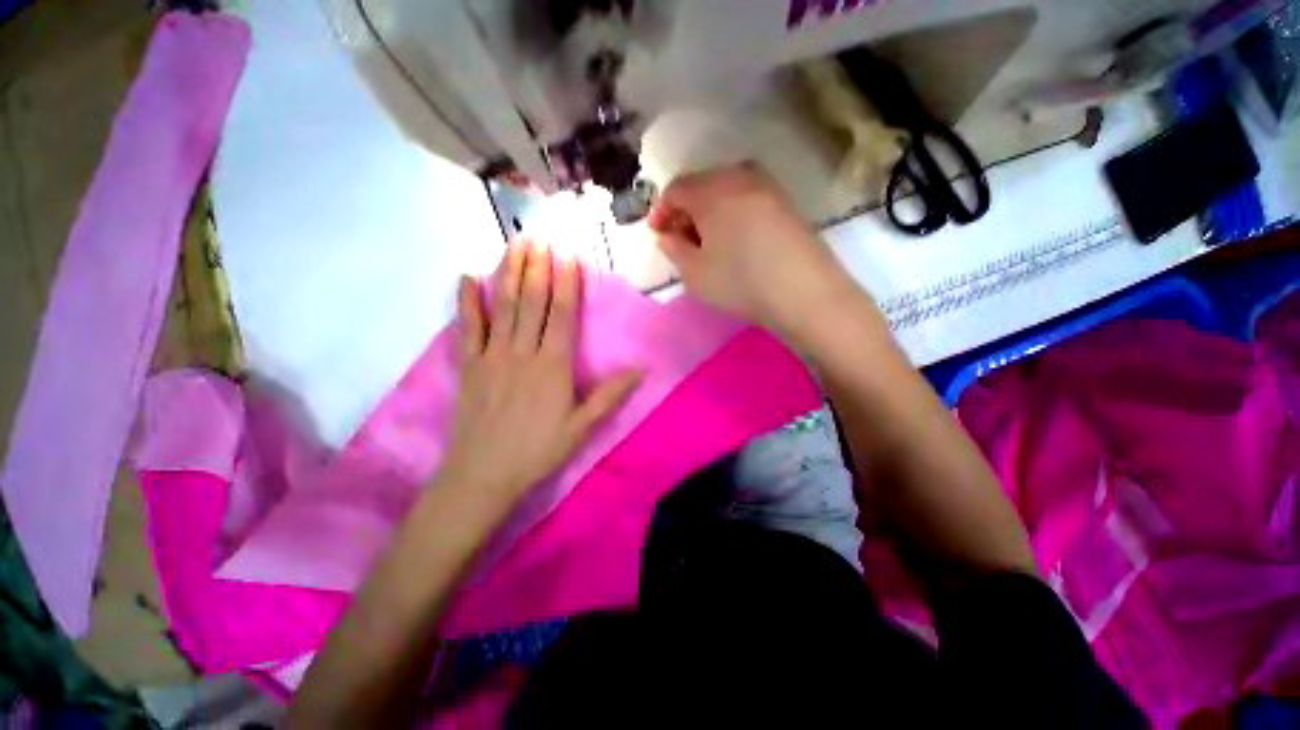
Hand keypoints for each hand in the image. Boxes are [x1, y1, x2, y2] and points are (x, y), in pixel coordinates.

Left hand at [439, 241, 640, 508]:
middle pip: (532, 302)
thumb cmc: (539, 449)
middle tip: (540, 237)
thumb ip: (611, 395)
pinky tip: (467, 278)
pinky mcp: (470, 365)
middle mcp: (523, 352)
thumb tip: (641, 370)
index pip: (563, 315)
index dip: (567, 284)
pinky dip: (468, 302)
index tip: (569, 257)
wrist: (485, 473)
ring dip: (510, 273)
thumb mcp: (583, 426)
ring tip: (515, 244)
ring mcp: (492, 356)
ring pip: (504, 306)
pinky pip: (468, 327)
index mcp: (553, 365)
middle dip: (538, 268)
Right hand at [646, 163, 858, 337]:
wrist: (804, 292)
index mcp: (711, 190)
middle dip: (686, 211)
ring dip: (709, 213)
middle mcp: (739, 176)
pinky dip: (732, 214)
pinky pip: (747, 199)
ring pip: (725, 191)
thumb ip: (673, 249)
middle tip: (681, 240)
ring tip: (708, 243)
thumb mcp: (694, 273)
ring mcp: (767, 186)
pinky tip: (734, 240)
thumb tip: (667, 235)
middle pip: (701, 185)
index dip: (661, 211)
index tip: (658, 234)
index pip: (675, 189)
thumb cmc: (740, 282)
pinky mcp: (786, 202)